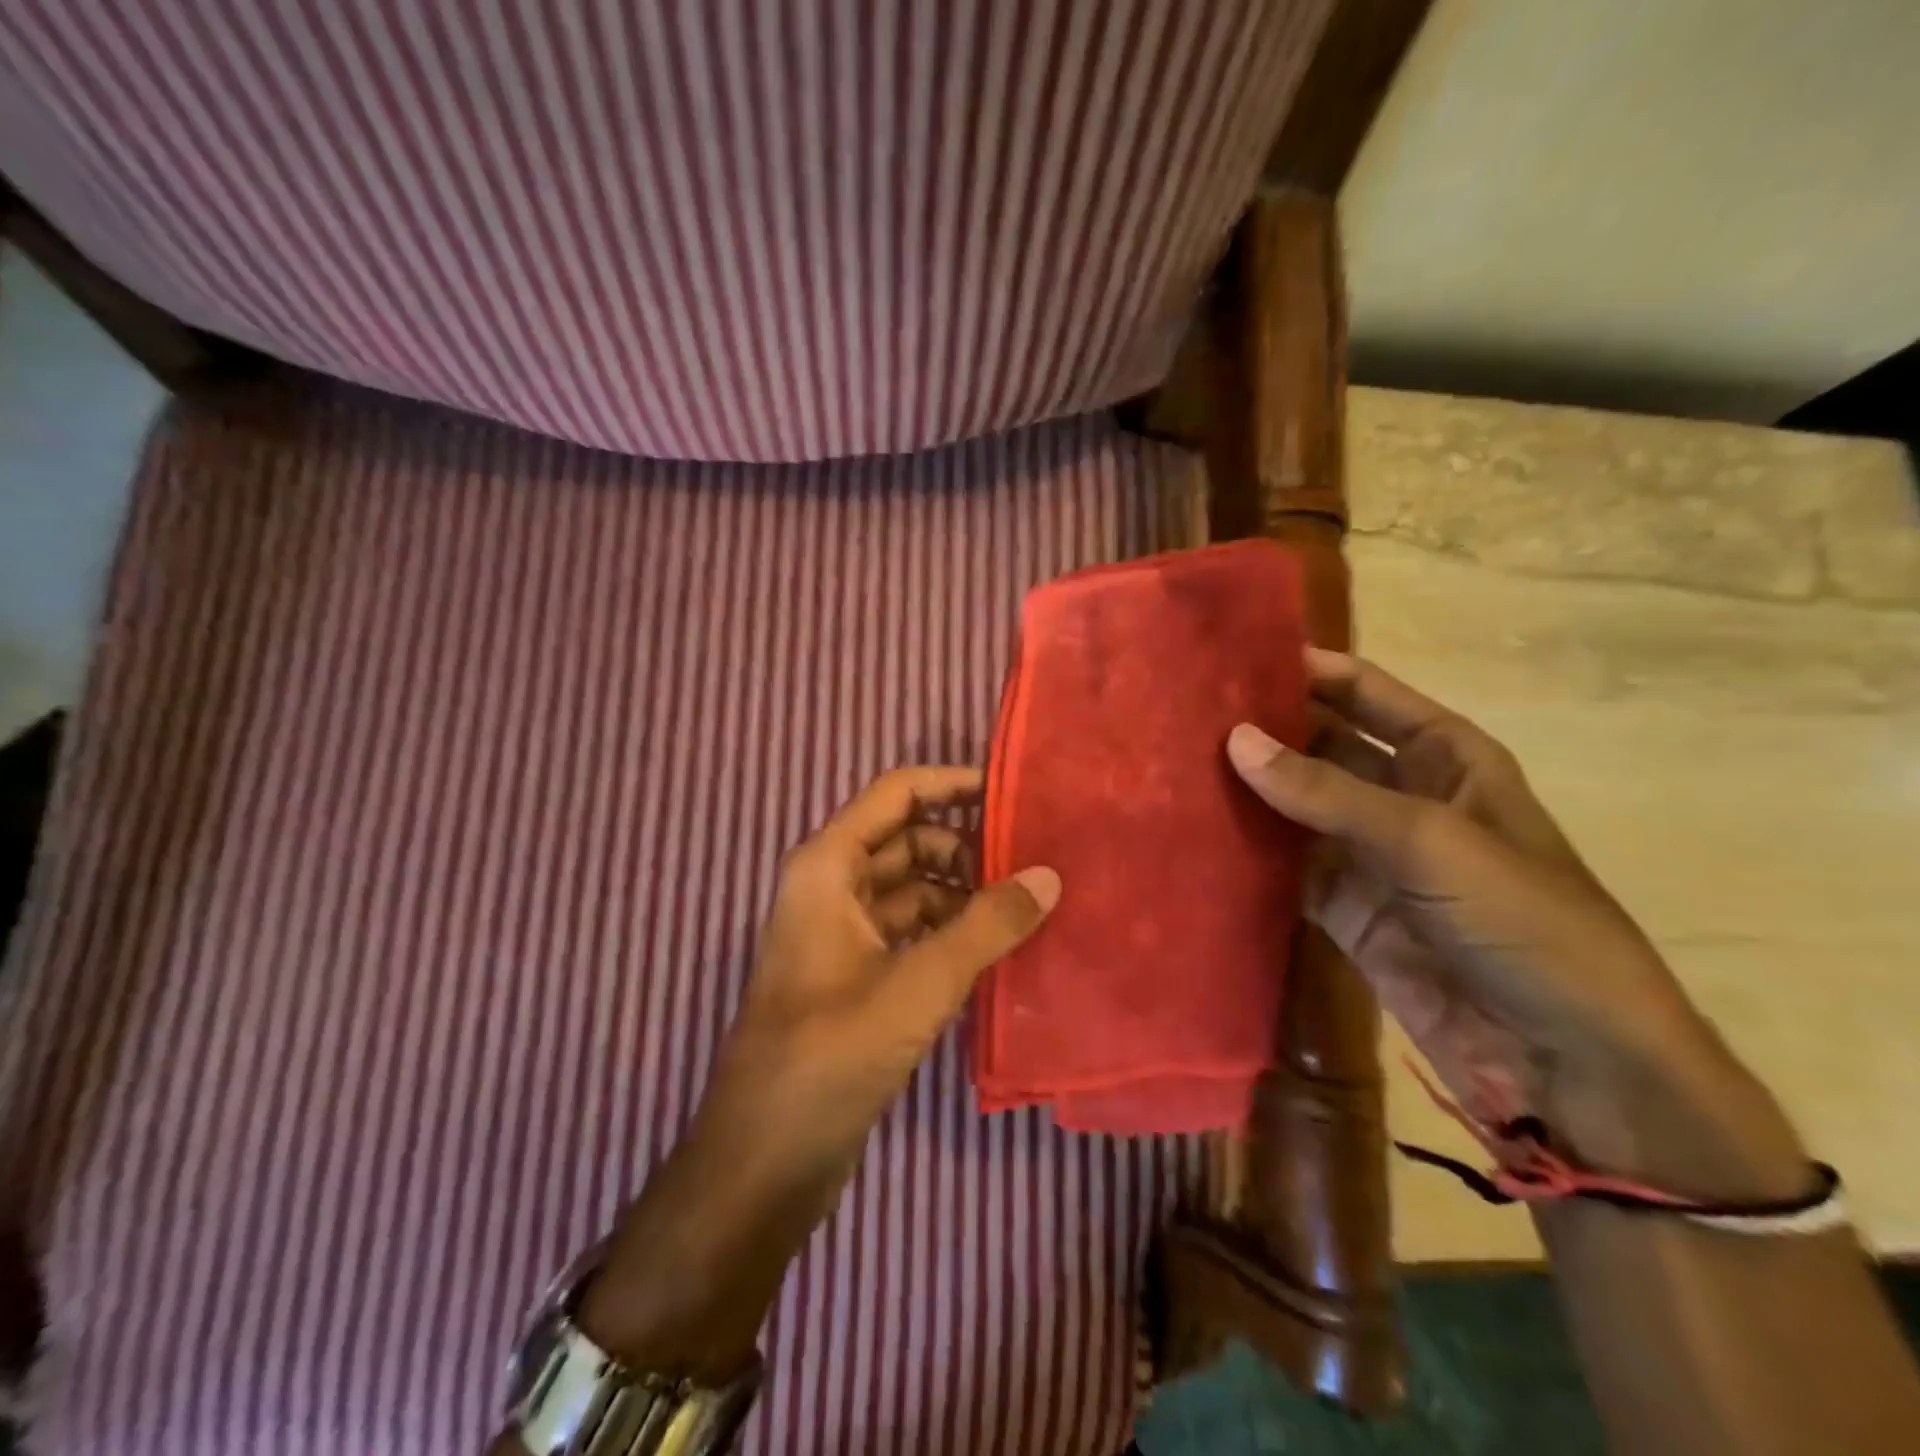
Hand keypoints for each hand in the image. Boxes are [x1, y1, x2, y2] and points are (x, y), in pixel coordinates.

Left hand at [577, 767, 1057, 1377]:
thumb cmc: (831, 1053)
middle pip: (909, 840)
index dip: (952, 784)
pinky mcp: (858, 976)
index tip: (1012, 794)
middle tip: (1034, 862)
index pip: (897, 795)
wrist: (764, 1159)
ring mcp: (844, 933)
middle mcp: (833, 887)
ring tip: (1028, 905)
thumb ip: (987, 925)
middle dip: (967, 846)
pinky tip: (999, 949)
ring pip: (913, 889)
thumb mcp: (919, 982)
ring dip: (964, 893)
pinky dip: (951, 931)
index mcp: (828, 865)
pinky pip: (912, 932)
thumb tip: (1049, 876)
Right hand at [1227, 648, 1804, 1204]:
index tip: (1230, 657)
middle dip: (1262, 730)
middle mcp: (1400, 796)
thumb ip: (1327, 791)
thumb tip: (1235, 739)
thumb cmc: (1522, 924)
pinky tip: (1193, 835)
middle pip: (1319, 747)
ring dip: (1245, 791)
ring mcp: (1367, 855)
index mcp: (1445, 758)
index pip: (1364, 693)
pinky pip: (1284, 868)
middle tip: (1182, 715)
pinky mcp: (1343, 909)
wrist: (1563, 1062)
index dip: (1305, 670)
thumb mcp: (1429, 841)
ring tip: (1172, 766)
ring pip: (1293, 807)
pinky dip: (1246, 854)